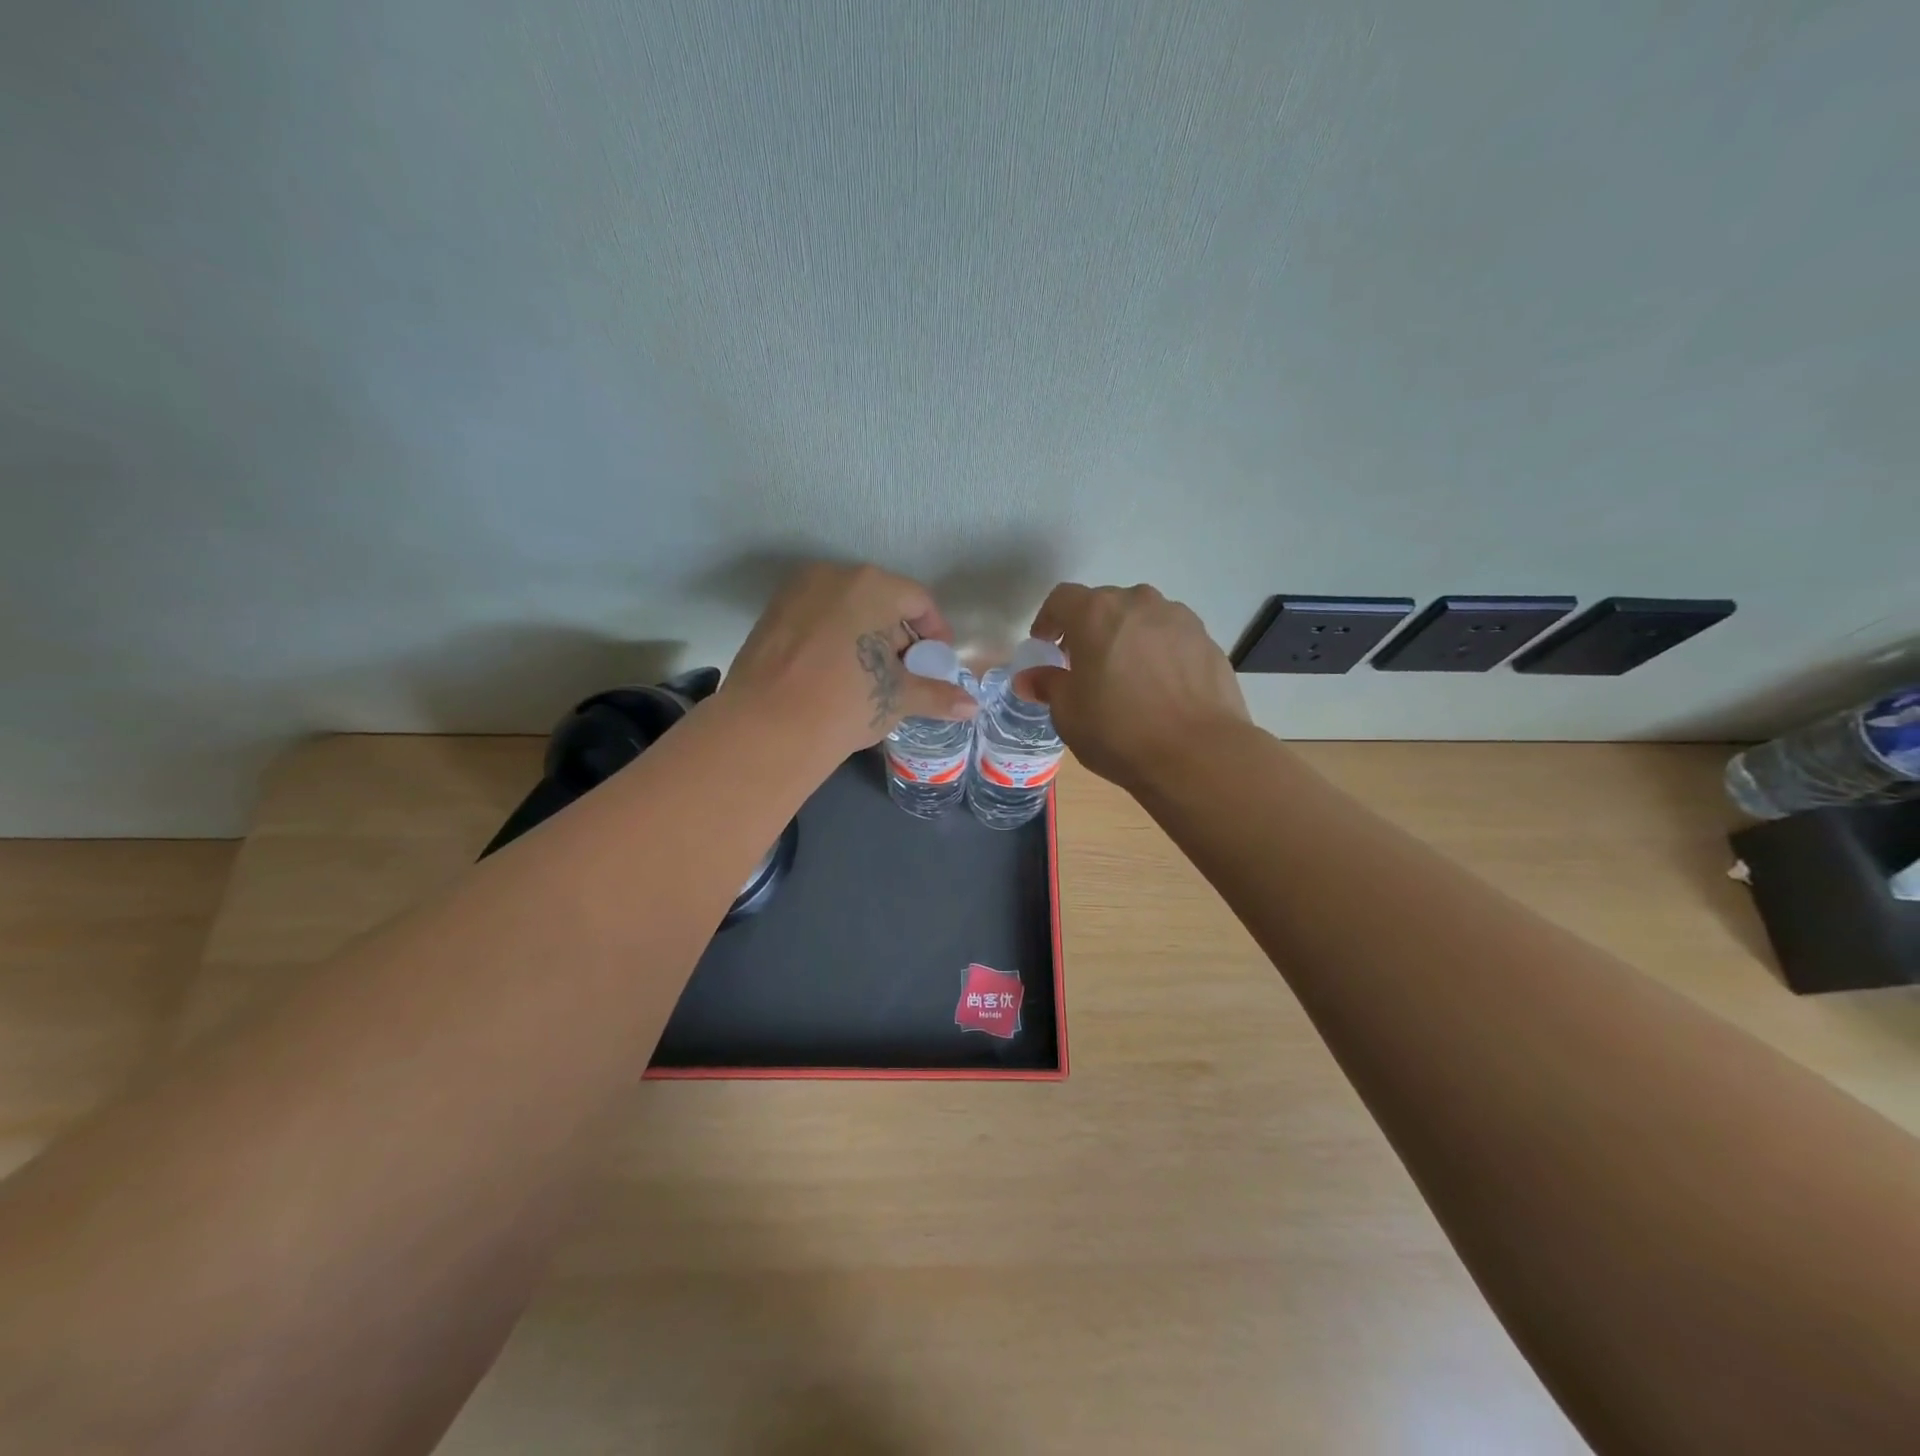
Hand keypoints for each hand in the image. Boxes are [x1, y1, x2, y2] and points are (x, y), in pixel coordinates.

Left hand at [723, 562, 977, 757]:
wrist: (768, 727)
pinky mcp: (770, 613)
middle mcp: (834, 575)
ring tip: (868, 676)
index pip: (919, 600)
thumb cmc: (848, 702)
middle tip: (903, 672)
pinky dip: (831, 638)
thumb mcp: (898, 698)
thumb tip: (972, 706)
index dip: (935, 632)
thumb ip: (938, 695)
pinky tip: (832, 674)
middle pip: (881, 599)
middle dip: (897, 634)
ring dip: (863, 635)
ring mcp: (797, 591)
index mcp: (873, 585)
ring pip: (845, 607)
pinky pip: (815, 618)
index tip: (937, 662)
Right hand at [1016, 583, 1249, 790]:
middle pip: (1104, 604)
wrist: (1198, 754)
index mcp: (1096, 613)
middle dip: (1088, 629)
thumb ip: (1047, 685)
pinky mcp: (1207, 641)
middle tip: (1082, 665)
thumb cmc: (1118, 731)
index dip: (1048, 620)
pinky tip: (1158, 689)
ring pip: (1141, 619)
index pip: (1062, 599)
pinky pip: (1171, 638)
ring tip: (1124, 676)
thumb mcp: (1068, 713)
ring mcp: (1178, 619)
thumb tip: (1030, 678)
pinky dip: (1157, 653)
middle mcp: (1138, 603)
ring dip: (1126, 638)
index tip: (1044, 646)